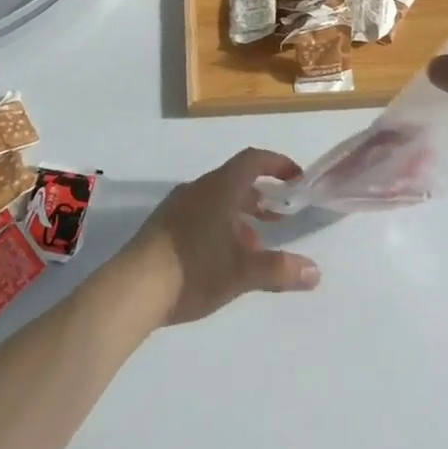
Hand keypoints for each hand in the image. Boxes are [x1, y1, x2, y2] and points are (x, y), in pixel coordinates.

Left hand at [122, 148, 321, 325]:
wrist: (132, 288)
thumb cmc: (193, 269)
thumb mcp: (242, 272)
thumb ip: (279, 269)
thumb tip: (315, 271)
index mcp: (219, 188)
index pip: (253, 160)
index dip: (277, 164)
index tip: (297, 178)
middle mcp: (198, 189)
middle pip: (235, 181)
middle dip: (261, 196)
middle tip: (281, 216)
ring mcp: (177, 207)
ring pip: (217, 201)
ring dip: (241, 216)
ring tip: (256, 244)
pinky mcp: (163, 227)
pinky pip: (201, 215)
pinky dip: (220, 227)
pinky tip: (223, 258)